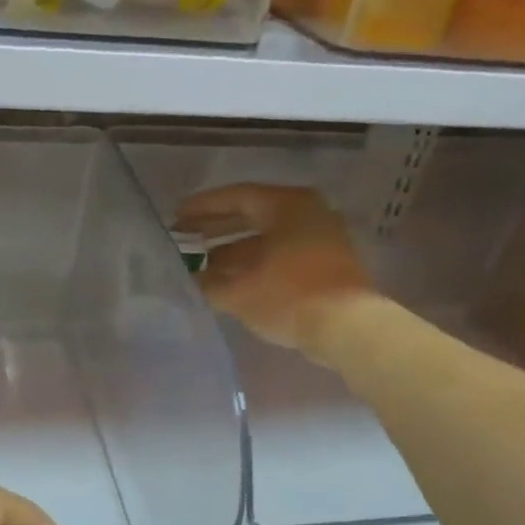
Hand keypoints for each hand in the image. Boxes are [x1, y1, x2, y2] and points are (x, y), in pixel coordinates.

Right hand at [174, 184, 374, 361]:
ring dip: (233, 250)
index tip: (176, 217)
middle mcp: (307, 212)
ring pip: (267, 238)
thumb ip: (209, 283)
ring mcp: (321, 237)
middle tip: (185, 237)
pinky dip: (254, 264)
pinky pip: (281, 254)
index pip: (237, 197)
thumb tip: (191, 280)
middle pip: (253, 215)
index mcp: (286, 205)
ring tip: (201, 265)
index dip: (203, 207)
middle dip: (216, 228)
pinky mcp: (326, 263)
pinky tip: (231, 281)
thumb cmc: (289, 297)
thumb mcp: (239, 292)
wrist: (347, 328)